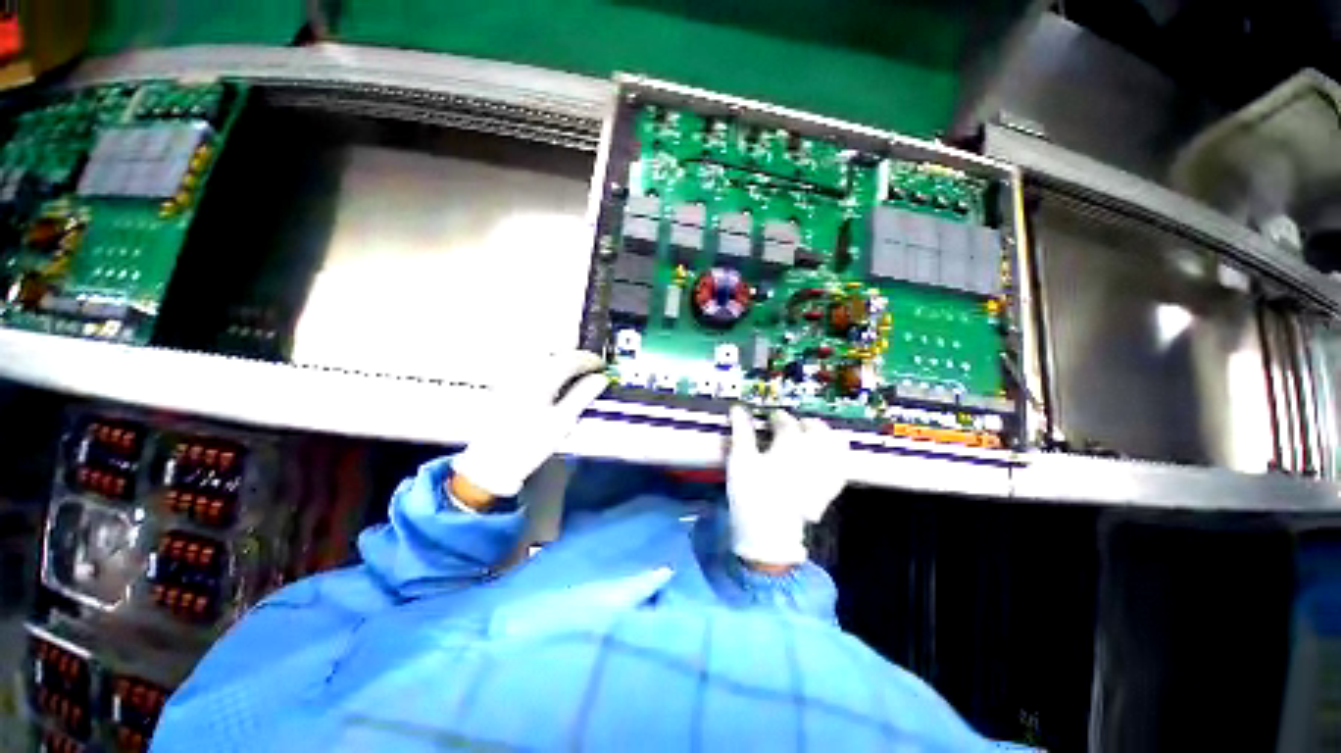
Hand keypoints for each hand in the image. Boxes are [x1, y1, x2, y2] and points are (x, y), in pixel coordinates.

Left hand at [451, 351, 608, 503]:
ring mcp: (513, 376)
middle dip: (576, 358)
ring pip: (543, 358)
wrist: (490, 462)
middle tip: (592, 368)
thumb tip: (600, 379)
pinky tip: (553, 381)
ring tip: (576, 374)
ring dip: (562, 361)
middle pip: (556, 354)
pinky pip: (532, 367)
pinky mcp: (506, 384)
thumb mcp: (562, 421)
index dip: (590, 360)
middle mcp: (525, 371)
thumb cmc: (529, 444)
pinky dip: (548, 368)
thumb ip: (583, 395)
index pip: (571, 359)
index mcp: (541, 378)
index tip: (602, 366)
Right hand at [727, 407, 848, 566]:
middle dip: (804, 423)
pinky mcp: (830, 489)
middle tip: (791, 424)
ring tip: (812, 435)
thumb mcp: (740, 460)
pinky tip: (826, 457)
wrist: (769, 533)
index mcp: (790, 443)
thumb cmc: (751, 493)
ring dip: (824, 435)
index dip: (777, 417)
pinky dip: (835, 456)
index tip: (770, 418)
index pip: (785, 422)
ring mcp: (825, 471)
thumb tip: (738, 408)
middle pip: (816, 429)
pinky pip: (841, 465)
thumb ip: (741, 431)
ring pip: (834, 444)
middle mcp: (813, 453)